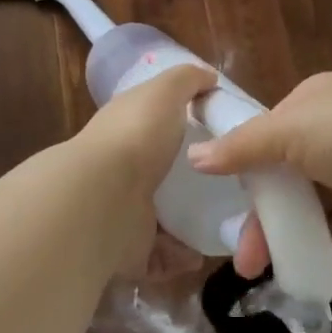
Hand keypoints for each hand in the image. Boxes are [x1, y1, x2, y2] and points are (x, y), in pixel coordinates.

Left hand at [71, 64, 216, 275]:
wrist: (103, 198)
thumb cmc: (136, 137)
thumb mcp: (164, 92)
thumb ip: (187, 80)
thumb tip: (209, 77)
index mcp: (125, 130)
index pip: (152, 124)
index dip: (180, 125)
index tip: (218, 135)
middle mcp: (119, 170)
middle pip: (159, 173)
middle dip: (189, 181)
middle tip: (229, 185)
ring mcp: (121, 211)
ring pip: (161, 218)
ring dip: (189, 224)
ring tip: (225, 223)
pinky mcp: (126, 249)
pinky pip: (159, 256)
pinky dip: (179, 256)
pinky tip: (203, 251)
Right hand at [186, 72, 331, 275]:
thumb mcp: (291, 132)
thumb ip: (242, 147)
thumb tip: (194, 155)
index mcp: (313, 101)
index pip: (267, 134)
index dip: (244, 168)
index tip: (222, 202)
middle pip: (286, 175)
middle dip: (261, 214)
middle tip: (242, 257)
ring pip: (311, 205)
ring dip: (287, 234)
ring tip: (263, 271)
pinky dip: (320, 243)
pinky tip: (300, 266)